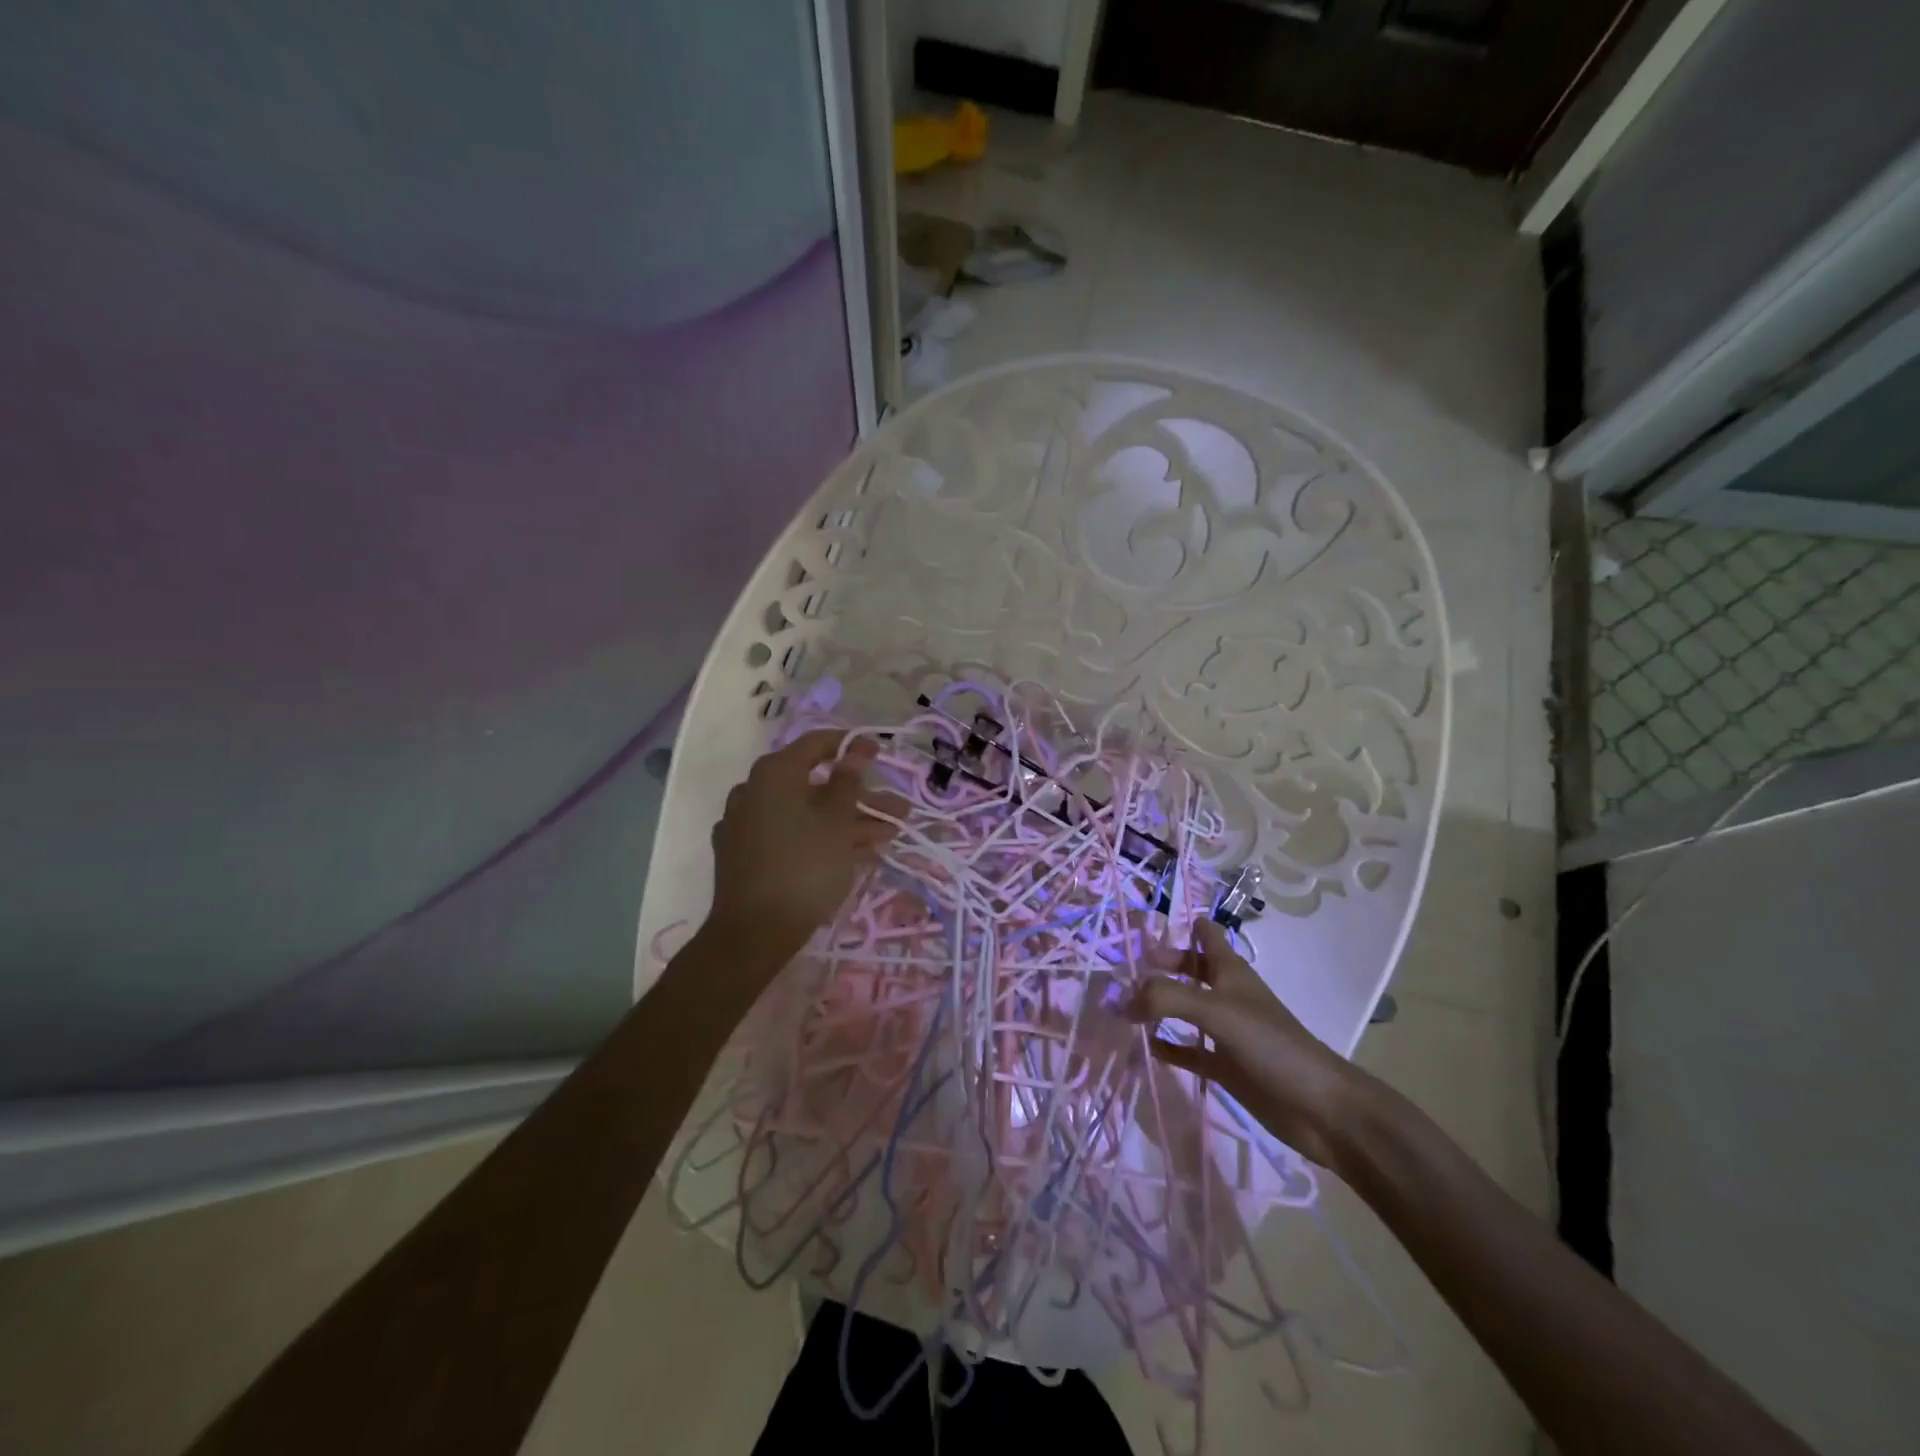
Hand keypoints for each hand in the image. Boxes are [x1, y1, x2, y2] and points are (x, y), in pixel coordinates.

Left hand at [706, 729, 904, 964]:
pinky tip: (854, 854)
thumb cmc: (804, 867)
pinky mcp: (744, 854)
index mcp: (773, 774)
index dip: (851, 746)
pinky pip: (790, 834)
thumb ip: (848, 782)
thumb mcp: (837, 823)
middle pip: (815, 784)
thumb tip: (855, 750)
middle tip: (898, 809)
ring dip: (848, 821)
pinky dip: (820, 838)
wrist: (754, 933)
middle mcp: (753, 791)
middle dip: (861, 797)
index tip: (880, 752)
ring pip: (806, 813)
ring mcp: (746, 824)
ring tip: (887, 836)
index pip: (816, 744)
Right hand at [1128, 919, 1365, 1169]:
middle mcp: (1225, 995)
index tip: (1143, 926)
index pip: (1205, 934)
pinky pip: (1186, 1050)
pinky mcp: (1224, 1066)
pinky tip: (1142, 1048)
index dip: (1180, 924)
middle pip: (1188, 969)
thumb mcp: (1216, 1011)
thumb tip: (1121, 999)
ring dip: (1156, 1006)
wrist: (1320, 1108)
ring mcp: (1225, 1032)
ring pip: (1183, 1009)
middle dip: (1158, 966)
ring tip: (1119, 1006)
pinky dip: (1165, 1047)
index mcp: (1230, 972)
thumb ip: (1168, 997)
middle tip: (1119, 970)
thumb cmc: (1272, 1045)